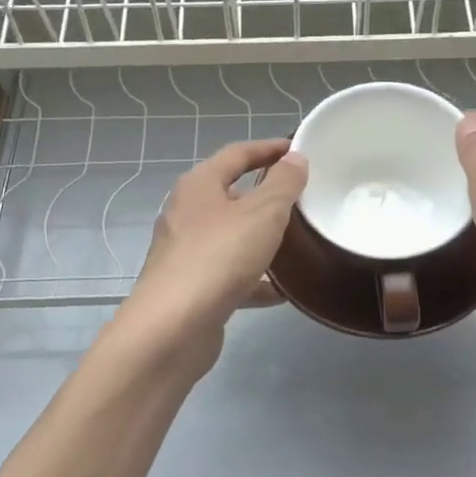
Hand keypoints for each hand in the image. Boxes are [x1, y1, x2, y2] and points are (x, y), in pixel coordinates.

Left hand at [121, 138, 308, 357]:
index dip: (268, 148)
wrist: (172, 328)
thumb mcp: (262, 213)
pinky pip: (230, 274)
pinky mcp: (192, 288)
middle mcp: (187, 213)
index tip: (298, 150)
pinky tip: (282, 291)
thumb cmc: (219, 257)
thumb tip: (294, 159)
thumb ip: (283, 184)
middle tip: (303, 199)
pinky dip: (255, 279)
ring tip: (298, 243)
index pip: (237, 154)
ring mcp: (186, 252)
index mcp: (199, 185)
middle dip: (266, 196)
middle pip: (231, 195)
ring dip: (261, 238)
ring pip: (232, 236)